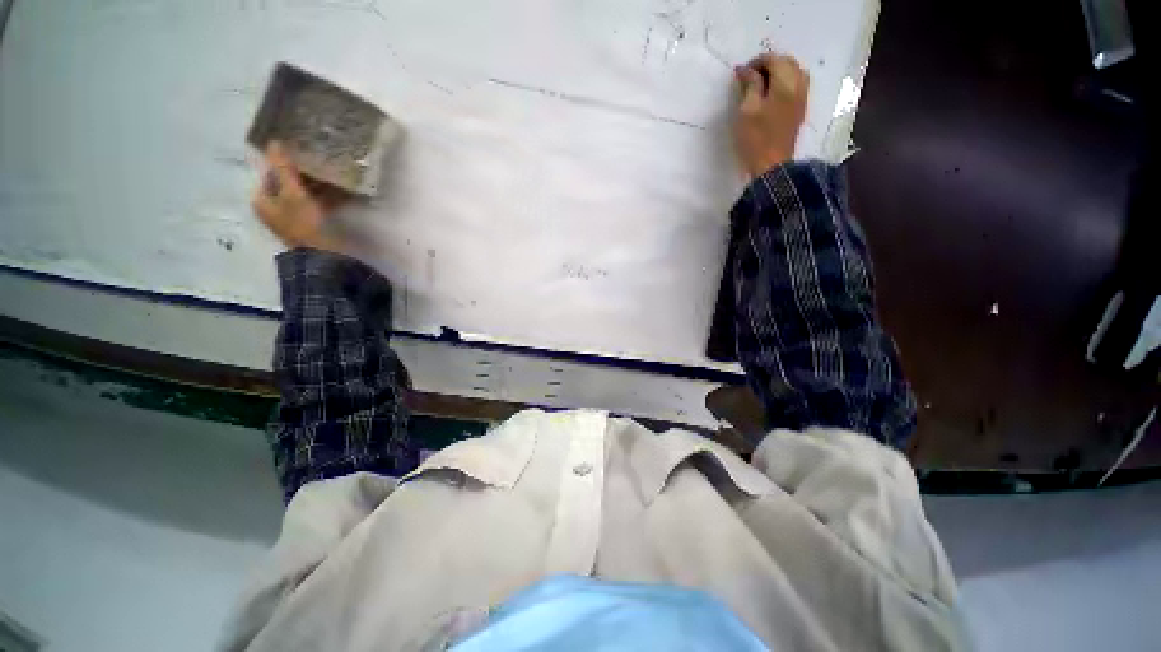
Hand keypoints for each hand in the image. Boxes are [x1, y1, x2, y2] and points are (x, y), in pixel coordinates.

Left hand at [251, 142, 347, 250]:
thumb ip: (284, 169)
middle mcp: (273, 207)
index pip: (270, 173)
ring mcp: (292, 216)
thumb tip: (274, 142)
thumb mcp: (293, 193)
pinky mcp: (310, 223)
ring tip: (330, 173)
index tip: (301, 153)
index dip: (283, 162)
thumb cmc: (303, 223)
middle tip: (318, 161)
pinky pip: (315, 203)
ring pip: (302, 193)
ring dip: (316, 184)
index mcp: (261, 199)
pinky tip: (338, 190)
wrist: (323, 255)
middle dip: (302, 173)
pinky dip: (324, 196)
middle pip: (286, 183)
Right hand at [733, 53, 809, 178]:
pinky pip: (795, 85)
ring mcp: (802, 97)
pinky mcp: (799, 109)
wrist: (771, 165)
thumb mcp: (747, 110)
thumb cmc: (755, 138)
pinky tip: (770, 95)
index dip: (756, 62)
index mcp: (786, 83)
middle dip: (768, 65)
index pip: (773, 59)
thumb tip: (746, 69)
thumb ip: (750, 85)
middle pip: (786, 62)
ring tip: (759, 86)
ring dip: (777, 73)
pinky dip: (783, 83)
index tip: (740, 74)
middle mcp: (799, 84)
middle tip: (749, 78)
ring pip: (793, 72)